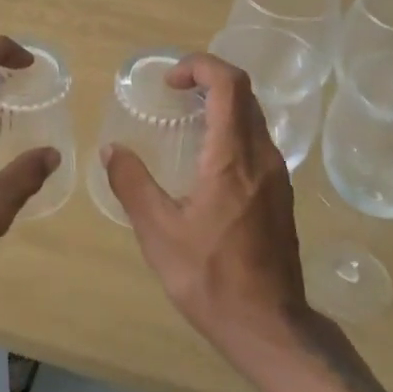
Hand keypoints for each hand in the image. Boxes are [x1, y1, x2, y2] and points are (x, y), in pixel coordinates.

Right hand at [102, 52, 308, 357]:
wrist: (269, 325)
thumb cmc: (210, 277)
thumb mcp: (159, 233)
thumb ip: (132, 184)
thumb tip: (112, 149)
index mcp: (233, 157)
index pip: (229, 84)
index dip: (200, 66)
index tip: (169, 81)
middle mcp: (263, 156)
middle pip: (244, 94)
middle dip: (209, 79)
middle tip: (174, 92)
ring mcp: (278, 175)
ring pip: (254, 117)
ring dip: (222, 104)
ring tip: (186, 119)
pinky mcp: (281, 194)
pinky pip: (258, 141)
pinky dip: (232, 129)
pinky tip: (206, 158)